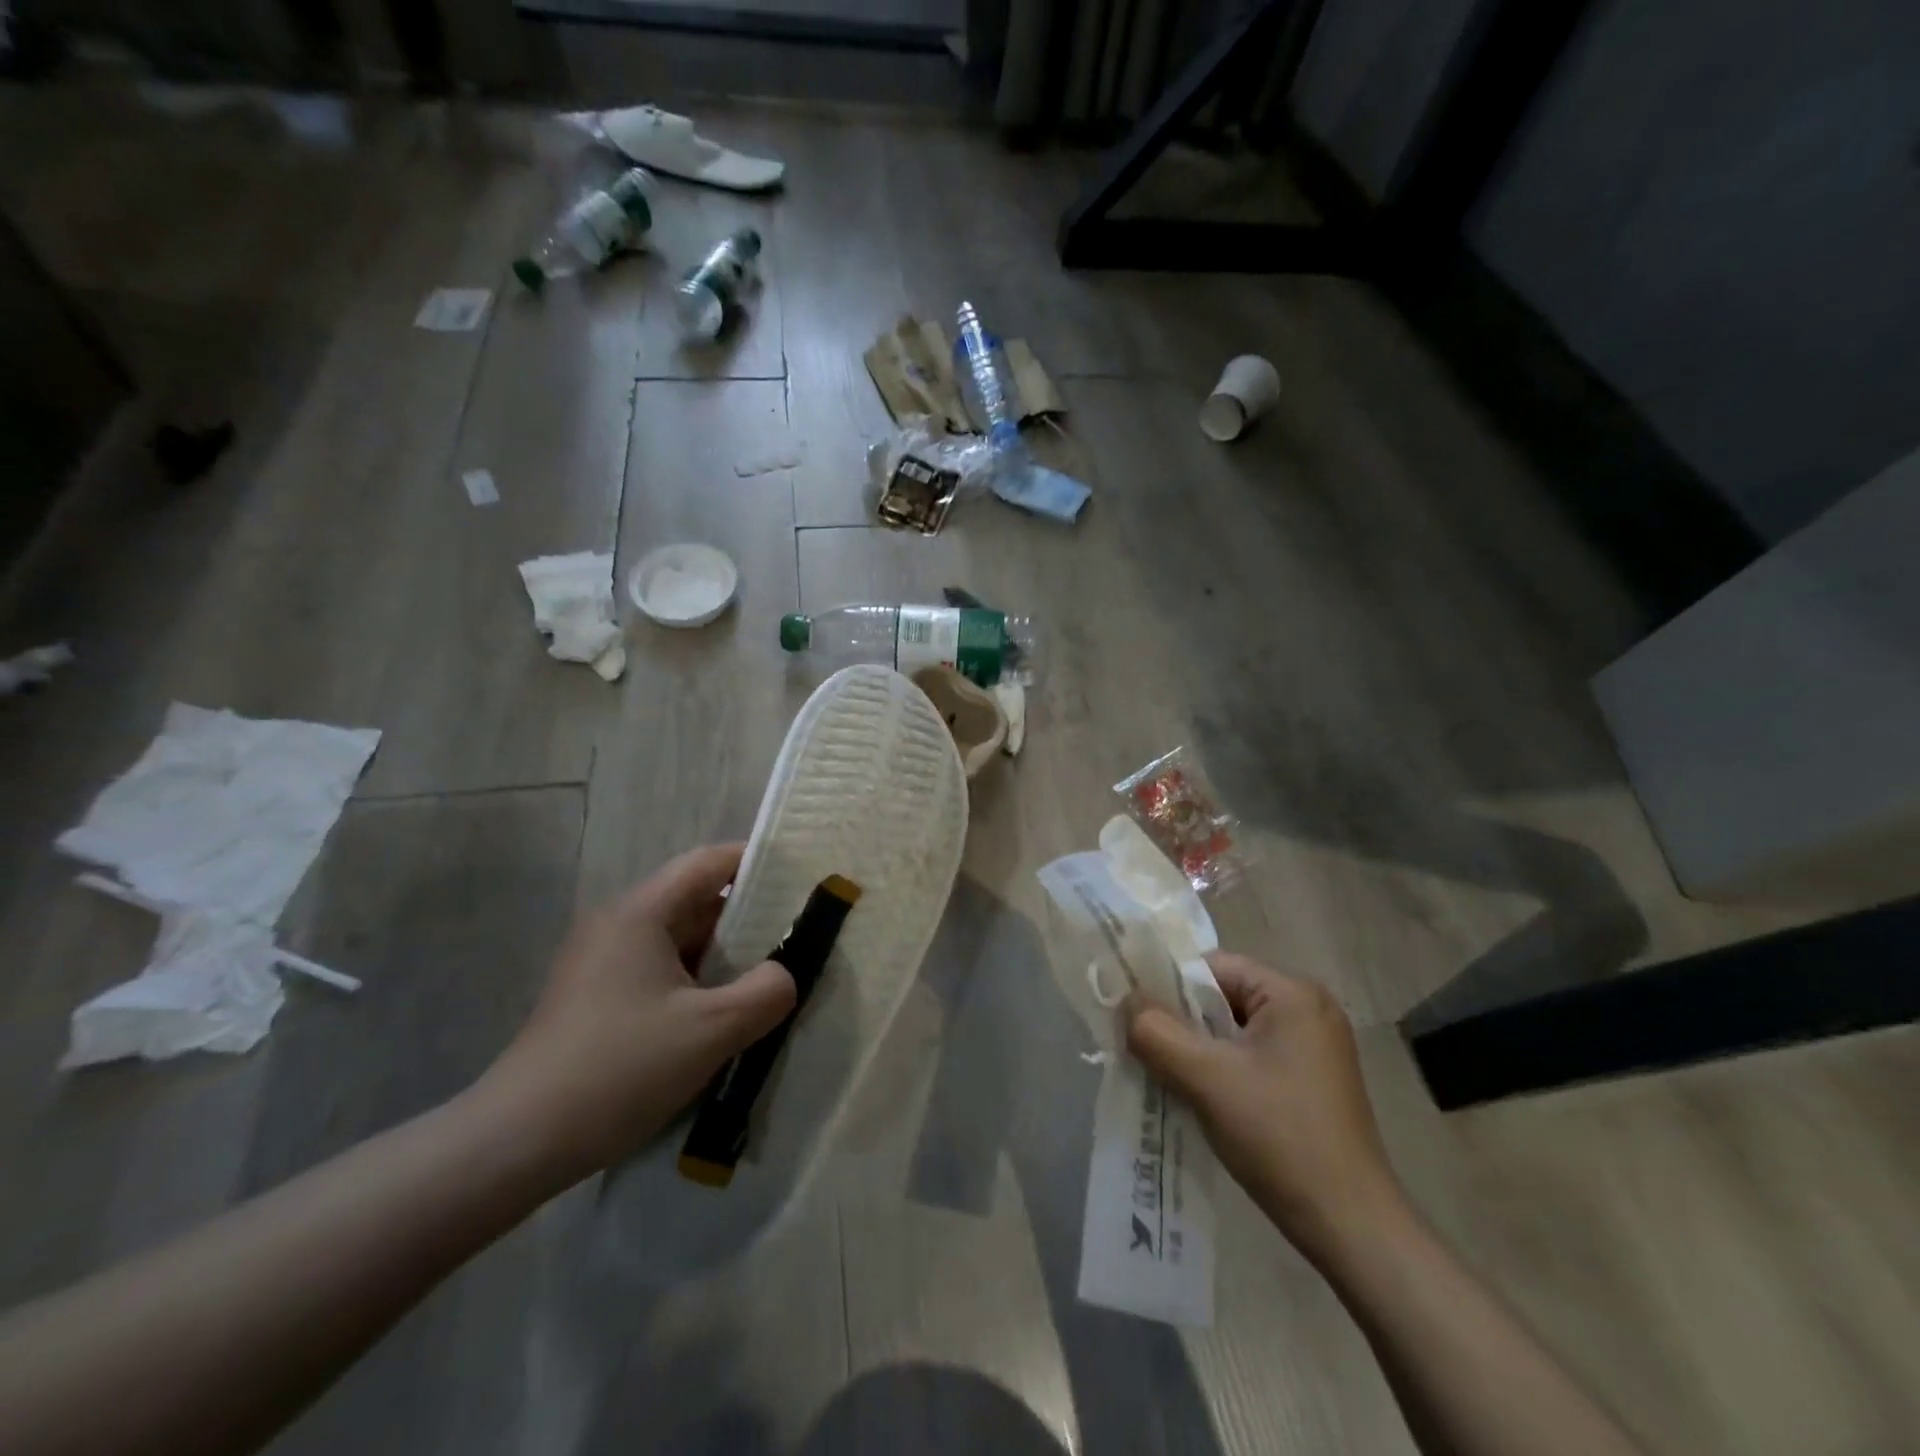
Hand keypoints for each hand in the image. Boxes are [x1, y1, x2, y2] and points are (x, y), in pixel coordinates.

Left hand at [478, 844, 795, 1181]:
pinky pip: (661, 971)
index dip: (757, 862)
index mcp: (641, 913)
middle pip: (696, 901)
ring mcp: (602, 962)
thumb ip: (767, 992)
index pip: (708, 862)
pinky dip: (697, 982)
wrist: (517, 1142)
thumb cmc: (620, 1068)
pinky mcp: (596, 998)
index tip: (798, 881)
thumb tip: (785, 974)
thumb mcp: (712, 1030)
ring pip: (679, 941)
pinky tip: (721, 1017)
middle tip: (795, 938)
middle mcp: (618, 925)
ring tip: (767, 980)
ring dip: (724, 956)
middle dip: (748, 918)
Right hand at [1124, 952, 1405, 1264]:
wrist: (1351, 1228)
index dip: (1169, 987)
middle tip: (1144, 1049)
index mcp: (1292, 994)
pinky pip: (1251, 1057)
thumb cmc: (1279, 1138)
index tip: (1135, 1016)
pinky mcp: (1313, 1082)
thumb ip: (1157, 1032)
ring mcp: (1315, 1048)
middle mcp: (1309, 1010)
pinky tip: (1201, 1098)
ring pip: (1234, 1031)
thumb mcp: (1206, 1079)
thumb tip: (1127, 1001)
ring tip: (1166, 1076)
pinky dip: (1221, 1070)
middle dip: (1182, 1022)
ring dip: (1198, 1050)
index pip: (1213, 967)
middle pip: (1223, 998)